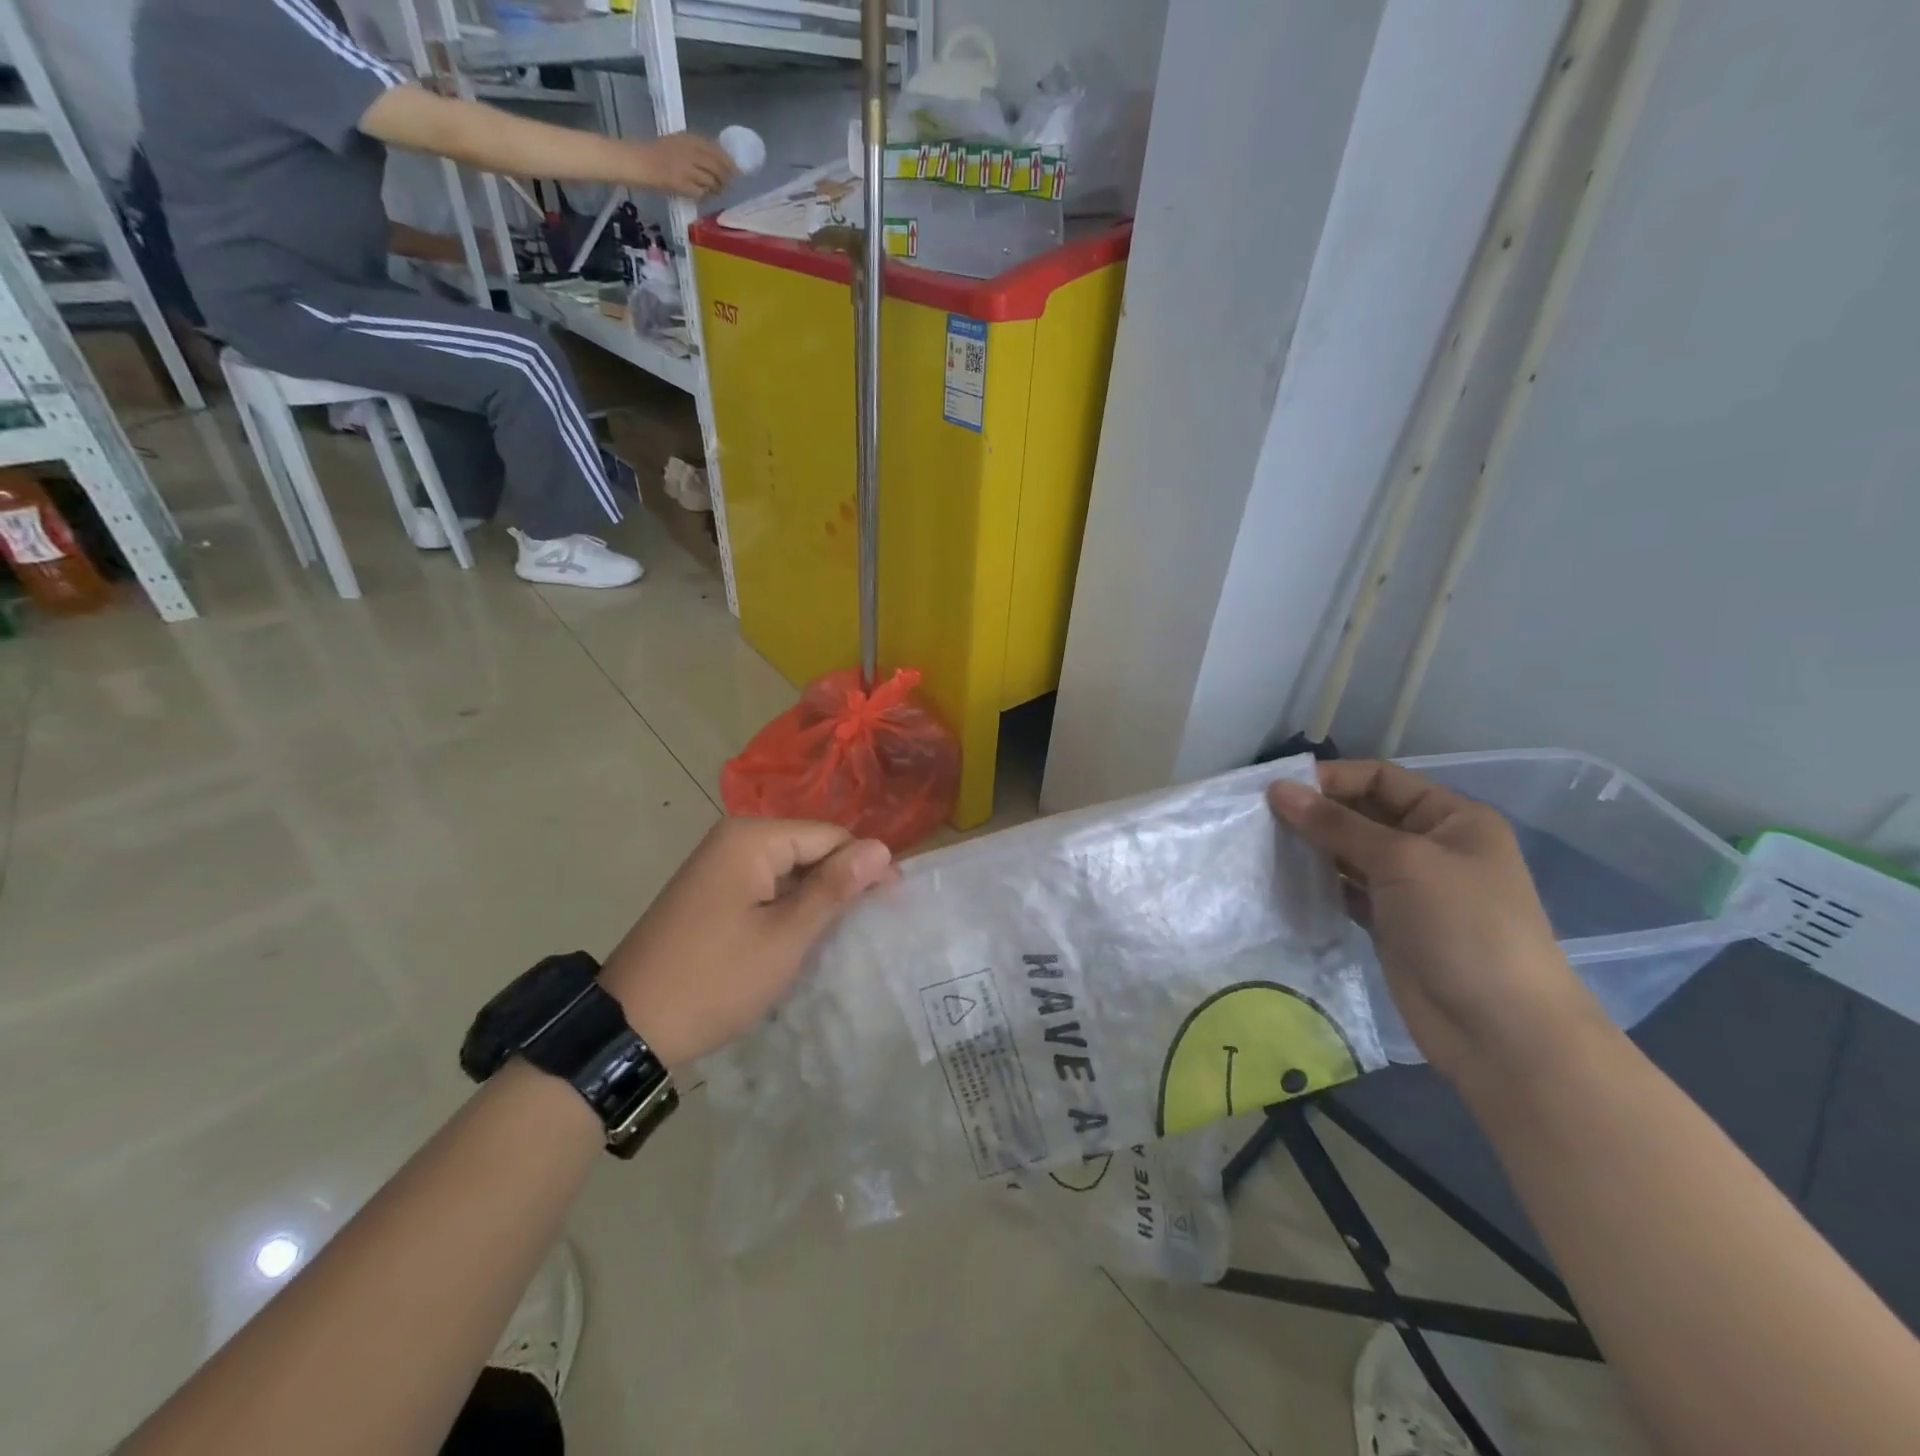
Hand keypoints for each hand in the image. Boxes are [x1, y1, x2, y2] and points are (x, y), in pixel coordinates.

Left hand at [600, 819, 895, 1067]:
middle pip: (808, 848)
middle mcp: (733, 839)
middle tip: (868, 925)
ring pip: (788, 869)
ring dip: (815, 897)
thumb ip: (835, 888)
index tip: (894, 903)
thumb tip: (882, 847)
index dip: (865, 865)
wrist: (628, 1028)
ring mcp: (717, 865)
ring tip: (842, 933)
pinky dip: (788, 907)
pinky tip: (801, 935)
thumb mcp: (785, 937)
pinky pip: (765, 886)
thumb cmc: (715, 980)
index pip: (829, 835)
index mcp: (751, 838)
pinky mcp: (710, 892)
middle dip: (840, 881)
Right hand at [630, 131, 737, 197]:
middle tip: (728, 186)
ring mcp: (688, 169)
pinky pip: (702, 193)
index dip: (729, 163)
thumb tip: (719, 162)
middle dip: (726, 179)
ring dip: (717, 189)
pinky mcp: (683, 184)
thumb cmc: (657, 153)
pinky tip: (703, 195)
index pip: (717, 151)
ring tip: (716, 192)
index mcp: (690, 138)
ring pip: (712, 182)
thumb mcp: (678, 143)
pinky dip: (705, 195)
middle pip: (718, 168)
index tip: (735, 172)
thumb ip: (697, 150)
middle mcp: (691, 152)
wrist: (639, 161)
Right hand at [1268, 761, 1608, 1084]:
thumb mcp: (1402, 861)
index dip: (1333, 778)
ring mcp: (1410, 888)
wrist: (1500, 1030)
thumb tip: (1278, 789)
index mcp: (1452, 818)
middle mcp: (1431, 846)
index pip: (1382, 779)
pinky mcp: (1389, 923)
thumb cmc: (1463, 927)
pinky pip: (1345, 890)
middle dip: (1317, 813)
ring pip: (1350, 853)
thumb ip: (1336, 824)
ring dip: (1312, 847)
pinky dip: (1318, 883)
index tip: (1279, 789)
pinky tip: (1284, 879)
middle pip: (1363, 814)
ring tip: (1263, 845)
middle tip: (1260, 817)